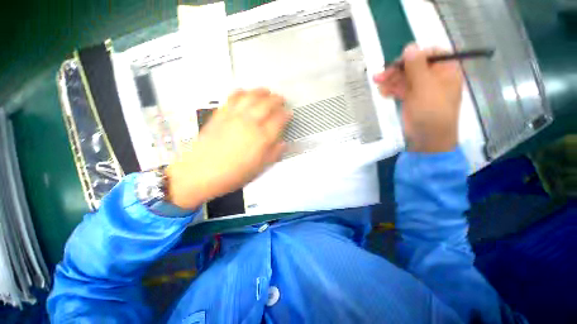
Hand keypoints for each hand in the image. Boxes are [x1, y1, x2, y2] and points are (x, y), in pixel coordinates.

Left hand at [166, 88, 291, 209]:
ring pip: (251, 97)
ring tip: (267, 91)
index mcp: (261, 138)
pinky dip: (241, 92)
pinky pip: (232, 98)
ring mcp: (234, 117)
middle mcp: (250, 124)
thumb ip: (273, 153)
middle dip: (277, 100)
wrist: (201, 173)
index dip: (286, 115)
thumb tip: (283, 144)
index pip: (279, 120)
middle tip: (281, 100)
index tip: (289, 114)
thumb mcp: (259, 168)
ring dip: (261, 92)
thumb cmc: (232, 174)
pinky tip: (244, 92)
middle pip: (267, 104)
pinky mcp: (220, 115)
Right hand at [373, 44, 462, 152]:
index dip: (413, 55)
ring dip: (390, 80)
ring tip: (378, 85)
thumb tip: (410, 46)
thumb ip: (417, 67)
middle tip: (379, 76)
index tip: (398, 63)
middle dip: (396, 70)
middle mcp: (434, 76)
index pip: (430, 53)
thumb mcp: (425, 88)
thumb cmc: (431, 113)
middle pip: (413, 66)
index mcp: (445, 70)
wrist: (427, 139)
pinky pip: (400, 88)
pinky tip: (383, 93)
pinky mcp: (412, 98)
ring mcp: (422, 88)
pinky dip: (391, 89)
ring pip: (404, 77)